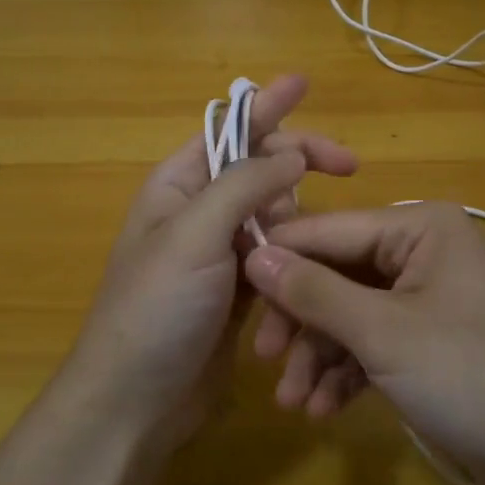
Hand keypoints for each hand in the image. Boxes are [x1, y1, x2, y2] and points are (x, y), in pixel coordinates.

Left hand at [61, 75, 356, 450]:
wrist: (134, 402)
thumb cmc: (155, 309)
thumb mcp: (194, 236)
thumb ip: (244, 186)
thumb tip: (292, 155)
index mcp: (179, 185)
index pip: (229, 129)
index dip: (268, 104)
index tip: (306, 82)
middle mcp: (200, 211)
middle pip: (260, 168)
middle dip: (300, 163)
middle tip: (349, 167)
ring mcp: (220, 252)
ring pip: (276, 214)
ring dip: (300, 218)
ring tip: (318, 239)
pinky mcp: (240, 290)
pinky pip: (279, 256)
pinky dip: (297, 255)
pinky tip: (315, 268)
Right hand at [244, 202, 484, 484]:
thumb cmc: (474, 378)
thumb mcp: (385, 334)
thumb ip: (316, 292)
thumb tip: (254, 253)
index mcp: (421, 227)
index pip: (329, 230)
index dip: (278, 259)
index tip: (229, 290)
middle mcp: (424, 252)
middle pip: (338, 275)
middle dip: (302, 322)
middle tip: (266, 361)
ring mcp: (429, 300)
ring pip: (352, 315)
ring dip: (320, 356)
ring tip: (294, 403)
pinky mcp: (432, 344)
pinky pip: (376, 344)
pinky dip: (349, 373)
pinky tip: (325, 409)